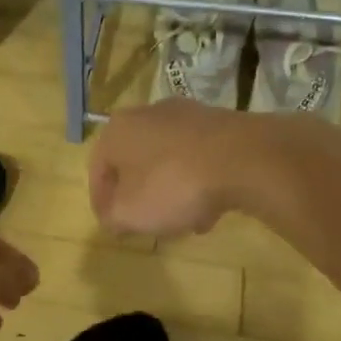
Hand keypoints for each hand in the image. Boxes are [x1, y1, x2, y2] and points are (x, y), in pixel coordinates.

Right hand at [89, 99, 252, 237]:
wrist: (243, 158)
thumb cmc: (173, 185)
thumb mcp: (130, 213)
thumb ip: (113, 217)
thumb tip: (113, 217)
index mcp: (116, 130)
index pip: (97, 170)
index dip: (101, 202)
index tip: (112, 226)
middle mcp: (146, 114)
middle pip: (134, 162)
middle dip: (138, 194)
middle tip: (145, 222)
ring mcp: (185, 115)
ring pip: (167, 160)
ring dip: (170, 190)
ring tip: (183, 221)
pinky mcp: (218, 122)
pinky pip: (197, 157)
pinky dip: (197, 180)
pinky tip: (211, 207)